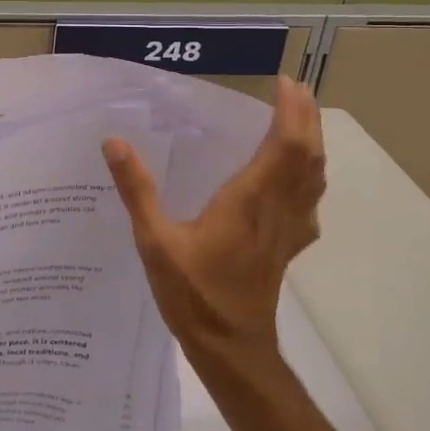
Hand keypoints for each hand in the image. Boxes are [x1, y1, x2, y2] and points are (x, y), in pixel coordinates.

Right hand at [102, 75, 326, 362]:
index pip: (285, 145)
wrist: (231, 348)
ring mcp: (288, 229)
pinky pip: (308, 200)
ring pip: (314, 177)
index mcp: (250, 200)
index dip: (291, 112)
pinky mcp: (288, 246)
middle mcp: (277, 209)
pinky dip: (309, 176)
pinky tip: (296, 180)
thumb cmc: (194, 294)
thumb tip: (115, 142)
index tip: (283, 82)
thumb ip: (137, 190)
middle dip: (306, 117)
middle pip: (308, 155)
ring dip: (312, 143)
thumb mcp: (155, 241)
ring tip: (299, 119)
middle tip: (294, 88)